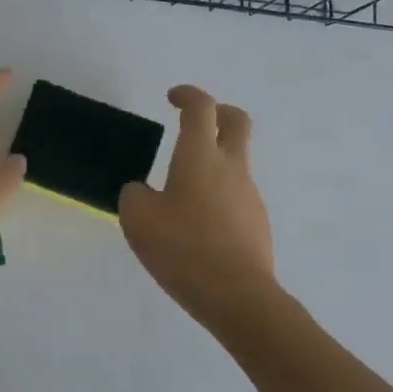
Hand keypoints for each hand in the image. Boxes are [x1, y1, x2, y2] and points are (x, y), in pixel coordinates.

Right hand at [119, 85, 277, 325]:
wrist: (237, 296)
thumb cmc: (183, 248)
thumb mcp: (138, 219)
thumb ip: (135, 195)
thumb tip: (143, 191)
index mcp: (200, 156)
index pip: (200, 108)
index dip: (187, 95)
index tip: (172, 98)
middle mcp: (230, 167)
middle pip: (236, 122)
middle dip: (218, 112)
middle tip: (196, 121)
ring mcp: (249, 195)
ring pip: (236, 162)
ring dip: (214, 161)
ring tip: (181, 192)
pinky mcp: (257, 223)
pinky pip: (236, 196)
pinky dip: (218, 195)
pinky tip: (196, 225)